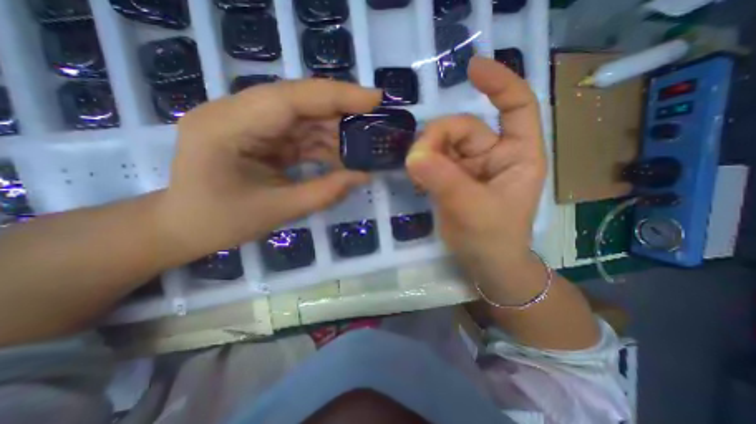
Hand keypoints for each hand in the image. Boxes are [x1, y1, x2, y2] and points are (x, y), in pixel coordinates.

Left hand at [159, 78, 383, 259]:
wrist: (184, 226)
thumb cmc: (220, 222)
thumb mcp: (277, 211)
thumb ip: (324, 192)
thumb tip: (364, 176)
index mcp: (228, 126)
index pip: (290, 98)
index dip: (337, 96)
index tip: (375, 99)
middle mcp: (237, 113)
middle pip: (300, 102)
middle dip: (342, 112)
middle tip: (376, 123)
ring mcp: (249, 123)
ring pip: (304, 117)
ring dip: (335, 132)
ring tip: (364, 146)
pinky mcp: (261, 136)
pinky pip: (300, 134)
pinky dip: (324, 145)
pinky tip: (343, 157)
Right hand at [405, 57, 546, 272]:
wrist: (482, 263)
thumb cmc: (492, 238)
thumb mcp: (472, 209)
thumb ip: (444, 180)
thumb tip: (414, 156)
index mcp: (517, 156)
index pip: (516, 107)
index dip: (499, 83)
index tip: (471, 70)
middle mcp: (494, 154)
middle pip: (462, 127)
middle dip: (437, 139)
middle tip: (417, 161)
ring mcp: (470, 165)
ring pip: (442, 143)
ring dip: (425, 152)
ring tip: (415, 173)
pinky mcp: (451, 176)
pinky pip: (432, 159)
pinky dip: (421, 164)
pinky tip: (416, 178)